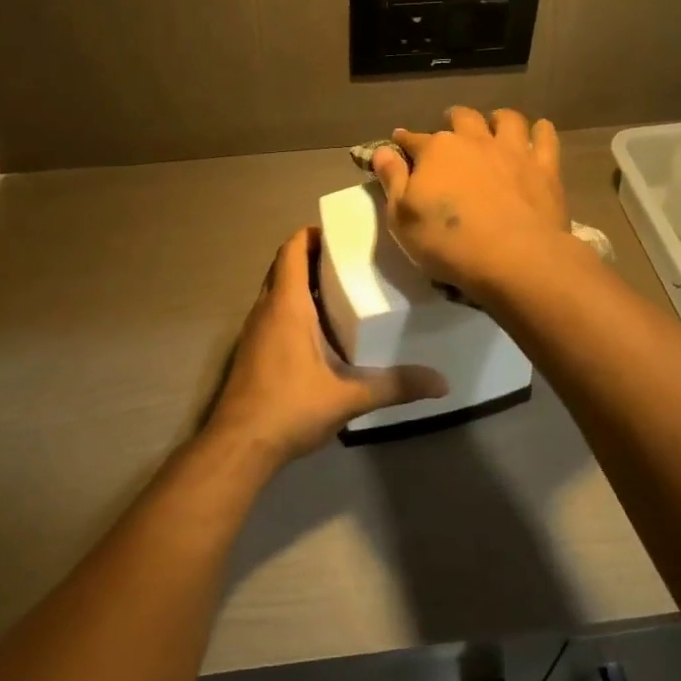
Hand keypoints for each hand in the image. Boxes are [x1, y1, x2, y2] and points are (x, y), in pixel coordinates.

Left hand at [206, 228, 447, 464]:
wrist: (238, 446)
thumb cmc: (290, 408)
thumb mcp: (348, 397)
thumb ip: (394, 386)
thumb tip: (441, 383)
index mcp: (286, 305)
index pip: (292, 250)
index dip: (311, 235)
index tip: (341, 234)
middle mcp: (265, 309)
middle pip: (284, 266)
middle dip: (312, 257)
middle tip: (350, 261)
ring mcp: (253, 331)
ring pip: (276, 291)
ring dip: (302, 284)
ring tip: (341, 290)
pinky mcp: (251, 351)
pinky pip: (272, 314)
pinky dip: (293, 308)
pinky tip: (319, 331)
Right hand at [371, 107, 570, 300]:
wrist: (515, 258)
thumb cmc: (448, 243)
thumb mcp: (402, 218)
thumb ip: (392, 180)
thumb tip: (382, 150)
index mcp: (436, 151)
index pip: (413, 140)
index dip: (403, 141)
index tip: (399, 142)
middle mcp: (474, 140)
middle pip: (462, 118)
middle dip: (452, 120)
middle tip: (450, 129)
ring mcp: (513, 151)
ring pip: (507, 119)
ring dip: (498, 119)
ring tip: (494, 126)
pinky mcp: (545, 167)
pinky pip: (545, 136)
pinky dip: (540, 132)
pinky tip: (538, 134)